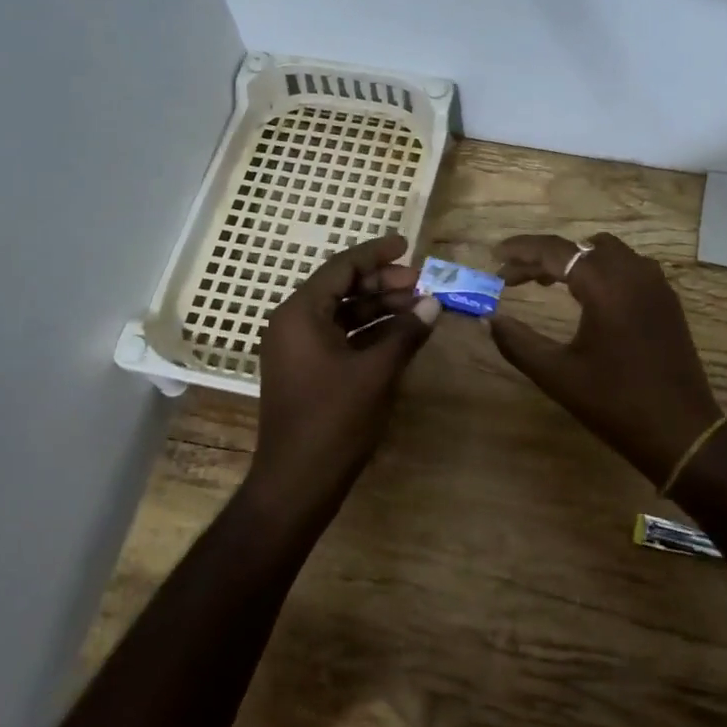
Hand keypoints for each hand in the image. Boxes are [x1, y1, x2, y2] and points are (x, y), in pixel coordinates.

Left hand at [252, 234, 440, 506]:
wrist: (297, 481)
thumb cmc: (334, 421)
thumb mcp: (376, 372)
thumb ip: (405, 333)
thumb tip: (434, 302)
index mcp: (300, 314)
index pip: (341, 268)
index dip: (376, 254)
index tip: (407, 245)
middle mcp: (293, 323)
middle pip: (341, 288)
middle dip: (382, 283)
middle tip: (421, 282)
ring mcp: (298, 349)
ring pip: (342, 313)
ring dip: (379, 307)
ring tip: (418, 305)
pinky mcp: (307, 370)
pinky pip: (340, 337)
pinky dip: (369, 332)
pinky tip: (401, 333)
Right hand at [489, 233, 722, 482]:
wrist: (681, 432)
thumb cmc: (614, 403)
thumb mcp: (557, 375)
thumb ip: (518, 342)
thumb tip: (490, 319)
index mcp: (605, 285)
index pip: (554, 251)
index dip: (521, 250)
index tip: (494, 256)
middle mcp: (634, 273)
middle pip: (580, 247)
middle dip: (544, 257)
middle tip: (514, 278)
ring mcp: (656, 285)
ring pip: (607, 253)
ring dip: (575, 260)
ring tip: (546, 283)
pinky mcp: (667, 301)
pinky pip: (629, 268)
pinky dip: (601, 271)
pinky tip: (587, 298)